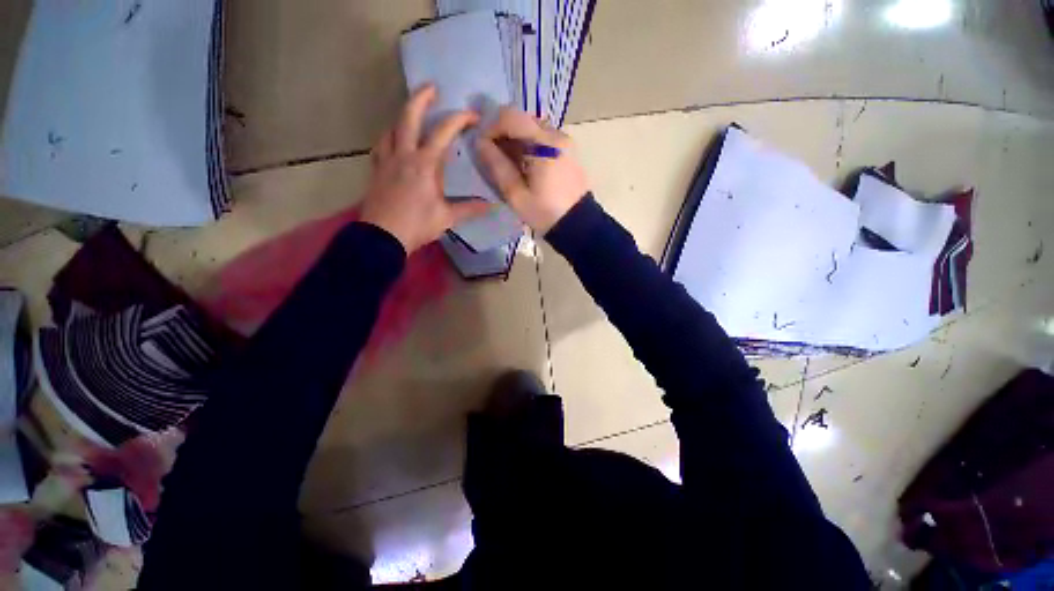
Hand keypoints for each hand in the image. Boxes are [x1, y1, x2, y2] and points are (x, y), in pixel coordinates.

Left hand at [360, 85, 491, 252]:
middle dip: (421, 98)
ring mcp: (387, 161)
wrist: (383, 236)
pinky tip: (394, 143)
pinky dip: (389, 138)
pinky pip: (381, 146)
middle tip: (431, 87)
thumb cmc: (417, 225)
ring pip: (391, 128)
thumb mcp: (447, 217)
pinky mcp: (377, 170)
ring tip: (413, 117)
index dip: (459, 119)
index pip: (443, 132)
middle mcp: (404, 155)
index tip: (473, 115)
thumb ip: (470, 208)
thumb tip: (493, 205)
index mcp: (425, 164)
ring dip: (403, 118)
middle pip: (408, 117)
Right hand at [476, 108, 588, 233]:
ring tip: (510, 165)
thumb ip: (497, 166)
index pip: (511, 116)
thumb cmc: (545, 213)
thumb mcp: (516, 195)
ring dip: (517, 140)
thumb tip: (480, 143)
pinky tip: (526, 167)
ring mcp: (566, 142)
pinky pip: (544, 139)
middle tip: (495, 158)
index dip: (491, 126)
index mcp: (545, 144)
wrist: (578, 225)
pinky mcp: (569, 151)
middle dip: (504, 134)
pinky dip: (530, 146)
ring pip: (533, 128)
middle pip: (523, 119)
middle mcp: (558, 135)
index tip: (483, 146)